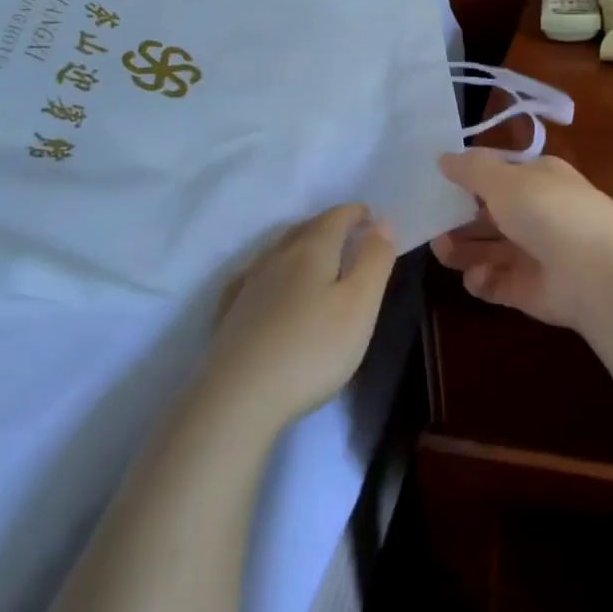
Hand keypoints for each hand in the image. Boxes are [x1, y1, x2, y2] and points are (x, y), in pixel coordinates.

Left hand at [207, 204, 397, 431]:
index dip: (356, 213)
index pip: (336, 217)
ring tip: (317, 259)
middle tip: (349, 236)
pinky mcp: (230, 312)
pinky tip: (272, 287)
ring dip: (301, 245)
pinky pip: (256, 276)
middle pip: (305, 228)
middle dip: (329, 225)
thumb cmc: (312, 349)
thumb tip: (381, 223)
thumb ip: (374, 260)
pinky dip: (274, 271)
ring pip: (279, 250)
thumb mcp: (360, 305)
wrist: (239, 398)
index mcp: (312, 250)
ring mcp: (248, 284)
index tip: (371, 217)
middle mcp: (276, 257)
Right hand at [429, 150, 612, 332]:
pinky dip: (482, 280)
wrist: (598, 273)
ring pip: (486, 249)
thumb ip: (471, 170)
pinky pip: (495, 282)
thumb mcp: (505, 179)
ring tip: (442, 249)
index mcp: (537, 179)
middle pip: (487, 214)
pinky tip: (478, 276)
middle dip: (457, 218)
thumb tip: (442, 158)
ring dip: (461, 249)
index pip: (496, 174)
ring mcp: (532, 253)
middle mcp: (535, 213)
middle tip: (428, 221)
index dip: (466, 177)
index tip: (432, 182)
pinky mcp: (528, 290)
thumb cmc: (549, 211)